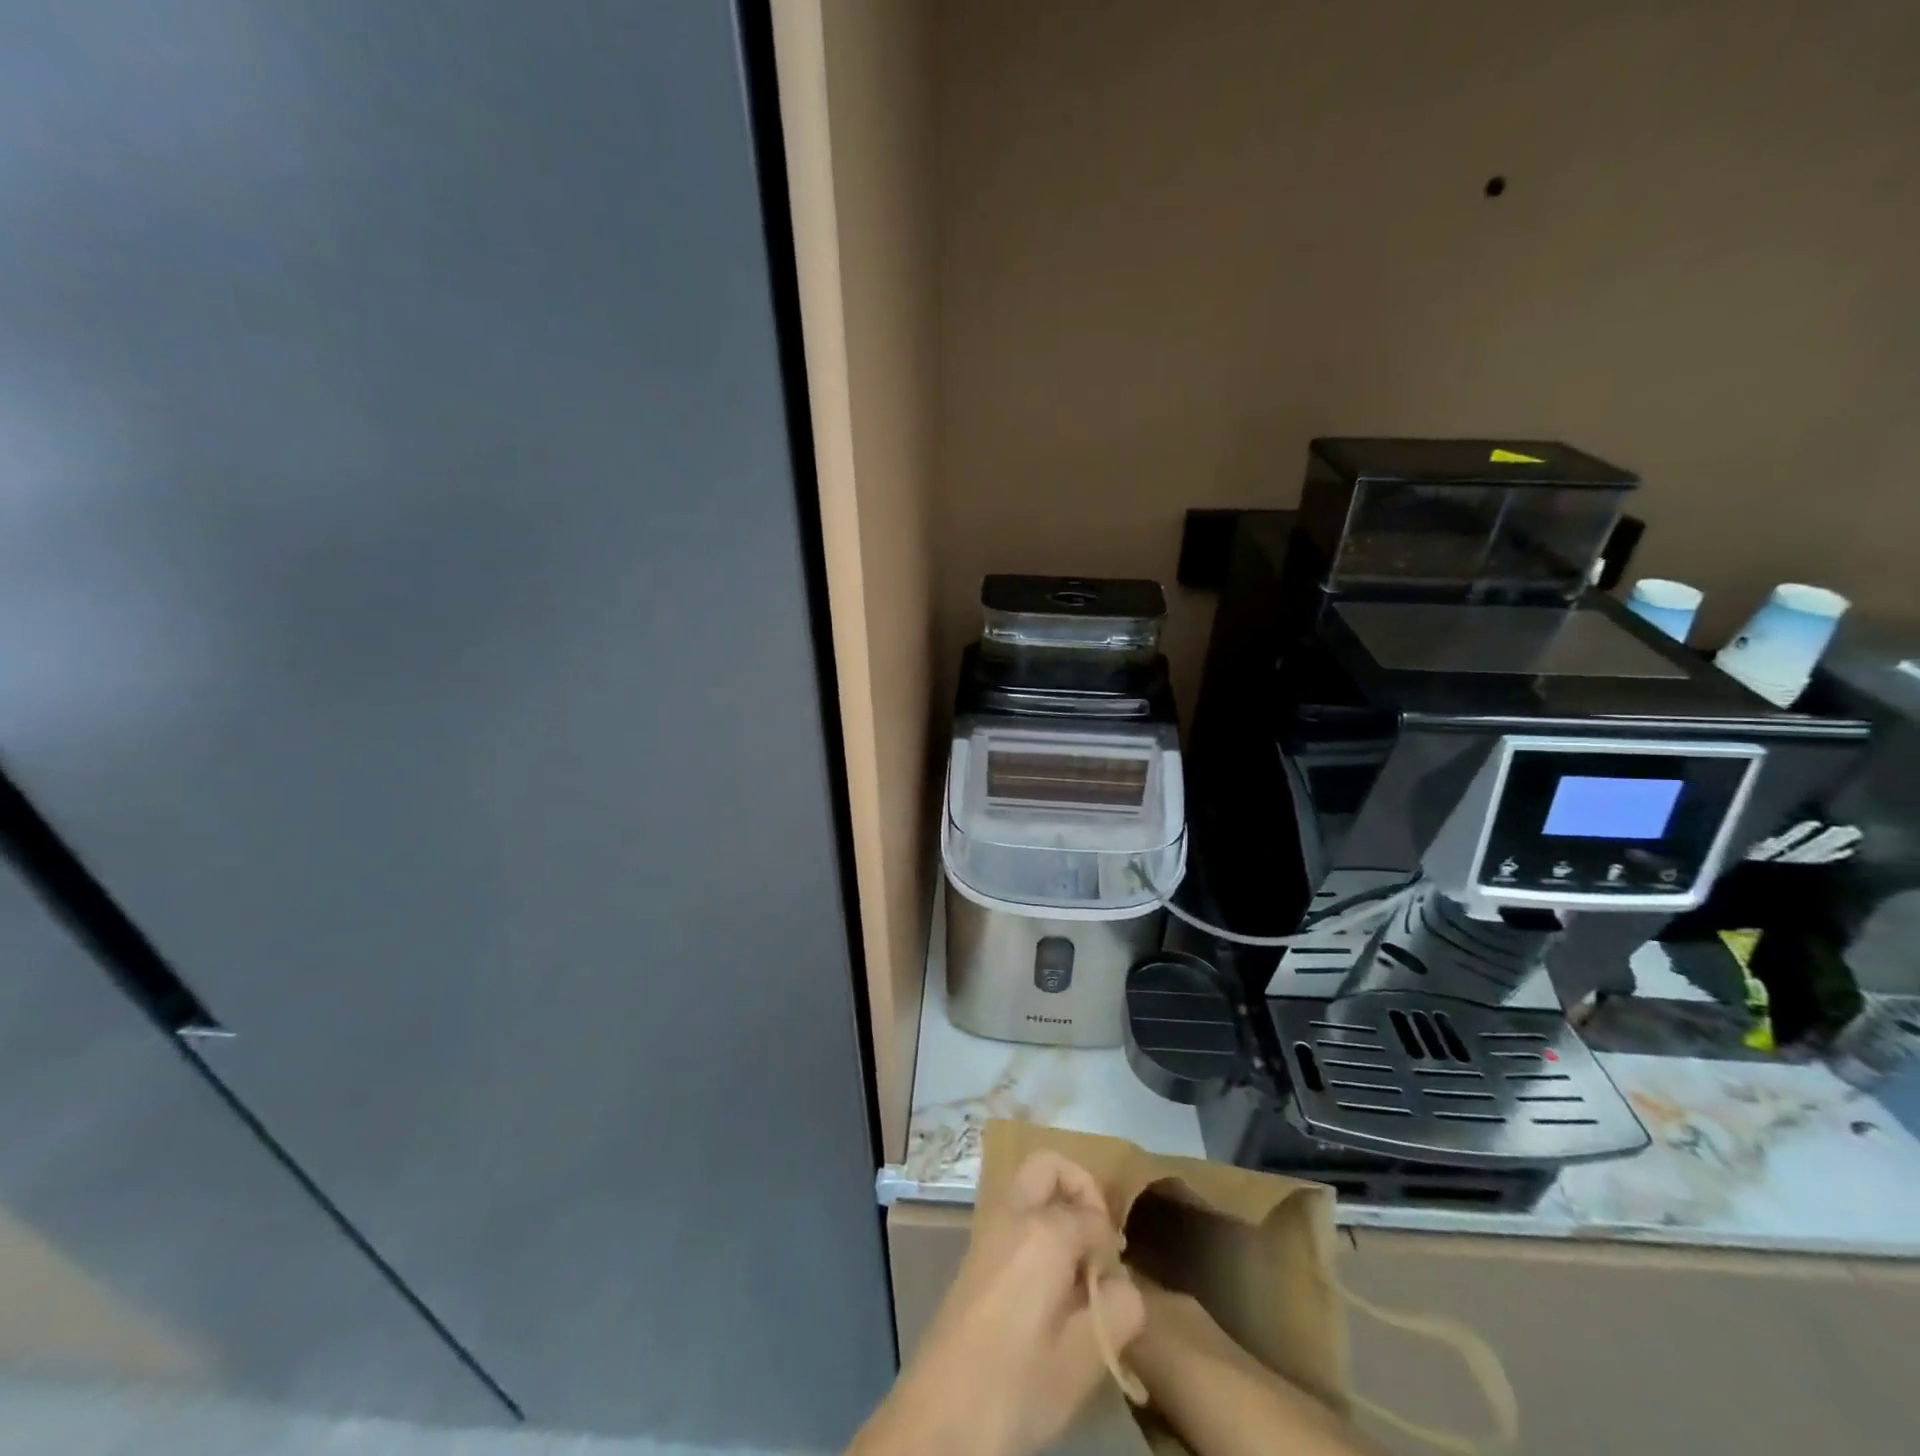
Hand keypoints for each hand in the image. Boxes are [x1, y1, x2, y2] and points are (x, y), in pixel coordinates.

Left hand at [852, 1151, 1145, 1455]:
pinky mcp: (974, 1253)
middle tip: (1098, 1240)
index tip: (1115, 1283)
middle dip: (1080, 1188)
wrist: (940, 1415)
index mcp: (1042, 1230)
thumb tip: (1122, 1285)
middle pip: (1048, 1166)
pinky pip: (1014, 1217)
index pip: (1094, 1214)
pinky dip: (1037, 1228)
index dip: (1112, 1244)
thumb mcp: (1083, 1360)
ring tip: (1077, 1271)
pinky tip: (1049, 1288)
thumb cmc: (1016, 1385)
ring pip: (1028, 1189)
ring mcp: (986, 1230)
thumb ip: (1120, 1310)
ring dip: (1057, 1208)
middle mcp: (1011, 1214)